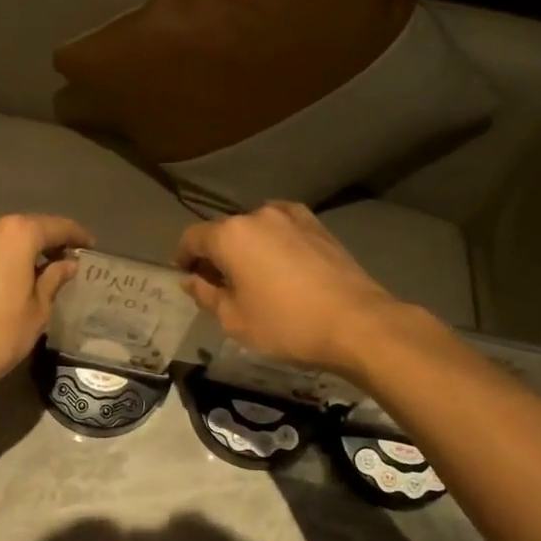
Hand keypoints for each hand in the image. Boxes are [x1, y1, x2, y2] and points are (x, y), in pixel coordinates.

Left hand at [0, 214, 94, 397]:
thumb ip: (53, 280)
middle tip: (64, 262)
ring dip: (19, 252)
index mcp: (17, 233)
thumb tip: (66, 264)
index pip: (56, 227)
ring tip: (36, 274)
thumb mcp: (37, 310)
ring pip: (1, 240)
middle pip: (25, 229)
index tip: (90, 246)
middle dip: (46, 243)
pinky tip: (5, 281)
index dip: (76, 236)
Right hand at [176, 202, 430, 372]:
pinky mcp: (319, 227)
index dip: (183, 256)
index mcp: (230, 235)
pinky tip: (281, 266)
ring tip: (253, 276)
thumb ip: (205, 295)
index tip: (186, 275)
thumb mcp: (234, 320)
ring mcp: (292, 217)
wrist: (357, 323)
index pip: (192, 238)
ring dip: (247, 247)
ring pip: (256, 229)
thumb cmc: (286, 324)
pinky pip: (283, 229)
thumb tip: (192, 279)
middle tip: (218, 284)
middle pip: (224, 231)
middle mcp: (258, 215)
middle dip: (216, 254)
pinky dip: (274, 243)